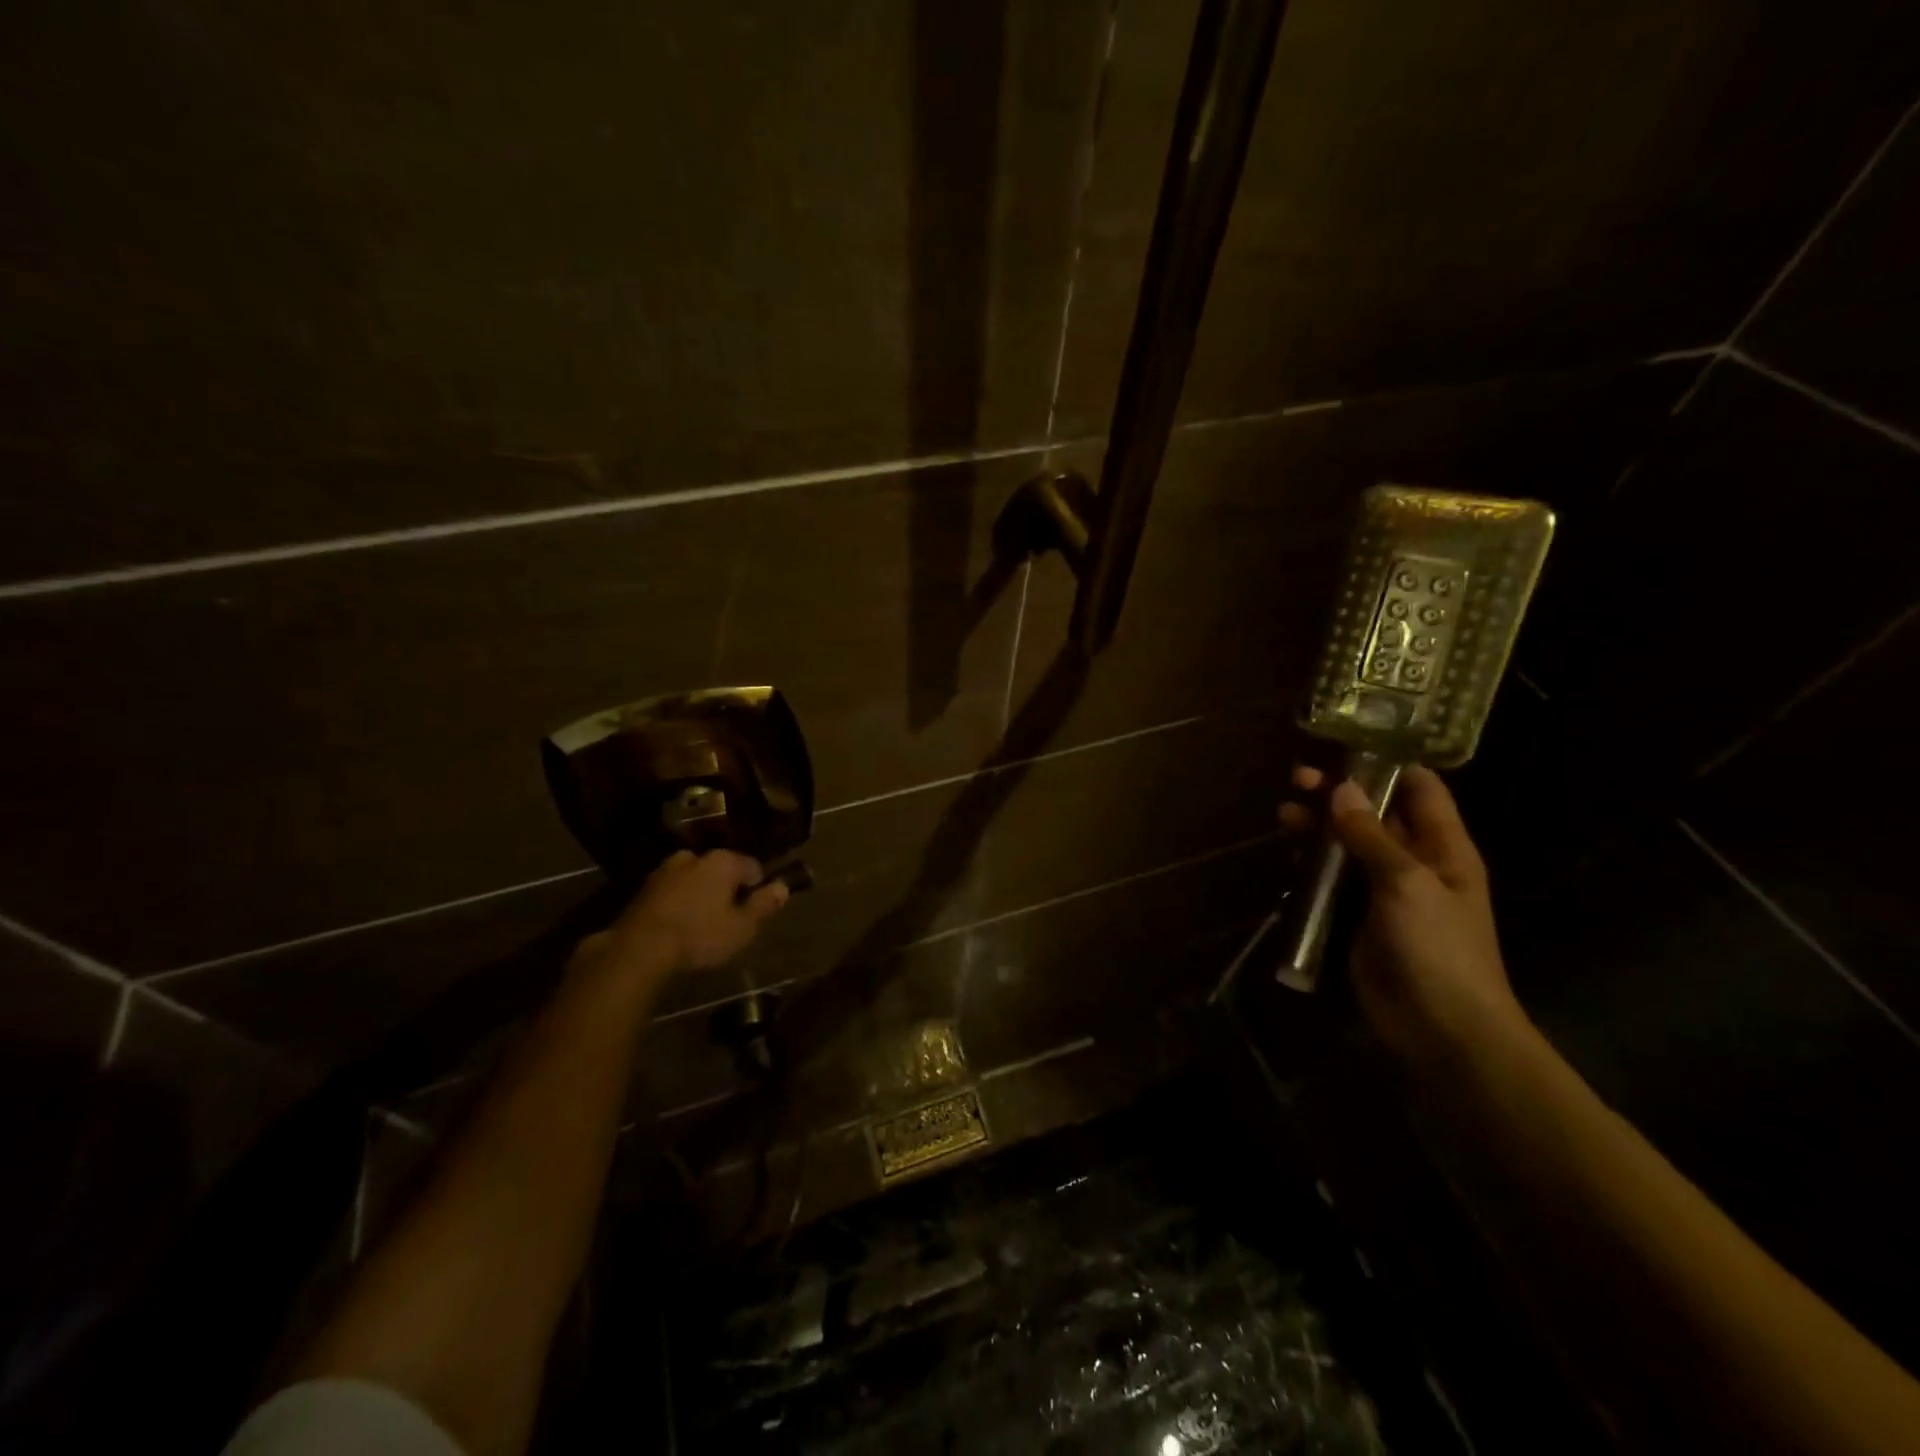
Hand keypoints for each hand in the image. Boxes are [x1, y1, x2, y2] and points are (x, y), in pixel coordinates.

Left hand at [578, 850, 789, 980]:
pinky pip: (672, 891)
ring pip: (694, 879)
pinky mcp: (643, 889)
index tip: (753, 909)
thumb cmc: (699, 936)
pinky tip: (678, 926)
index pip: (752, 866)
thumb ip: (764, 905)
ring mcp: (665, 871)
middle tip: (727, 917)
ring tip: (701, 923)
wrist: (638, 950)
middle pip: (720, 870)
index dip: (757, 886)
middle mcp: (694, 857)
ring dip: (700, 894)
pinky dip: (679, 903)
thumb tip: (783, 887)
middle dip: (726, 888)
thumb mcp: (742, 928)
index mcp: (723, 861)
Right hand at [1281, 764, 1529, 1062]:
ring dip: (1318, 827)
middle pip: (1374, 814)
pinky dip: (1310, 864)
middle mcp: (1414, 862)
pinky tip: (1288, 856)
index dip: (1386, 764)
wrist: (1441, 1030)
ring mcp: (1384, 891)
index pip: (1420, 789)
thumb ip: (1371, 835)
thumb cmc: (1438, 949)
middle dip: (1338, 794)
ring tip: (1284, 815)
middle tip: (1297, 779)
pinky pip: (1331, 880)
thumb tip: (1341, 787)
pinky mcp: (1356, 917)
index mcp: (1443, 848)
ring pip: (1347, 845)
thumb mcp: (1408, 884)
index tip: (1342, 746)